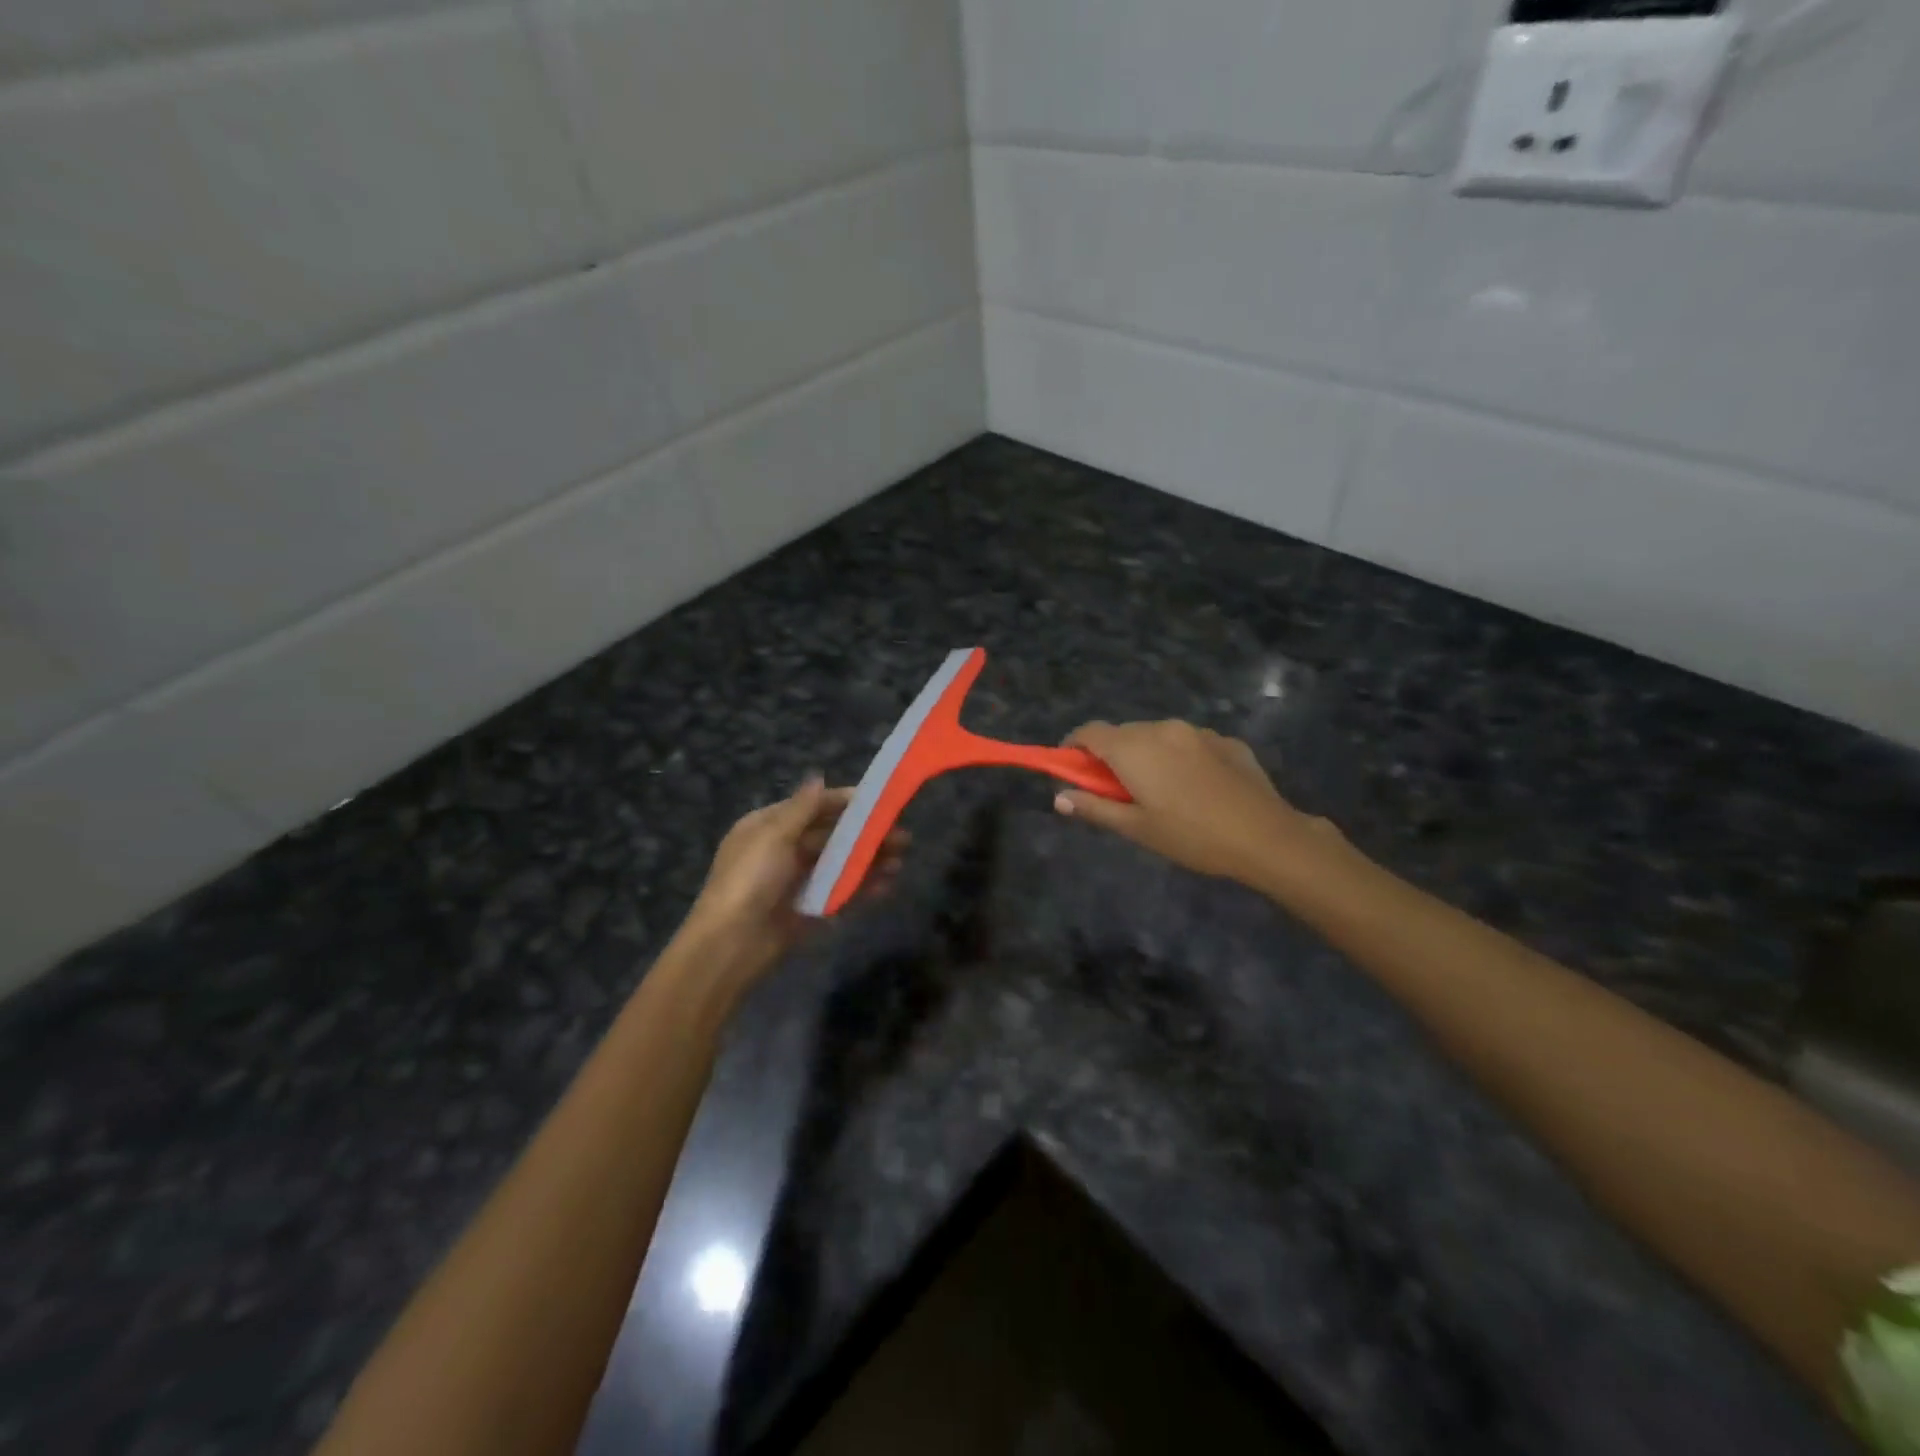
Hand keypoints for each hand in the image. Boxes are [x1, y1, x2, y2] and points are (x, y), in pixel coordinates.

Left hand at [682, 777, 904, 981]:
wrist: (731, 945)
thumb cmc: (749, 881)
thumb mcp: (773, 836)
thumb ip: (802, 809)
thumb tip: (818, 777)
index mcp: (768, 828)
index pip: (812, 807)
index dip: (844, 803)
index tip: (878, 801)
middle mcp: (783, 851)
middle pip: (830, 837)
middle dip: (864, 834)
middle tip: (901, 835)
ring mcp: (797, 882)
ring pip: (839, 865)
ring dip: (869, 860)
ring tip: (900, 861)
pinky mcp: (808, 911)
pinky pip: (840, 893)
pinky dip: (863, 887)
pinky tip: (887, 885)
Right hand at [1053, 720, 1340, 888]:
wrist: (1266, 836)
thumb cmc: (1192, 836)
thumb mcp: (1137, 828)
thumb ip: (1095, 808)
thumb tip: (1059, 797)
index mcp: (1134, 748)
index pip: (1090, 732)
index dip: (1073, 747)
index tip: (1070, 768)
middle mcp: (1162, 728)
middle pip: (1123, 733)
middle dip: (1111, 755)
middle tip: (1116, 791)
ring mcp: (1198, 731)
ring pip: (1157, 736)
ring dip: (1147, 755)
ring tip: (1160, 792)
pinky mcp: (1226, 740)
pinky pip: (1188, 743)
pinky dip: (1179, 758)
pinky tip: (1195, 788)